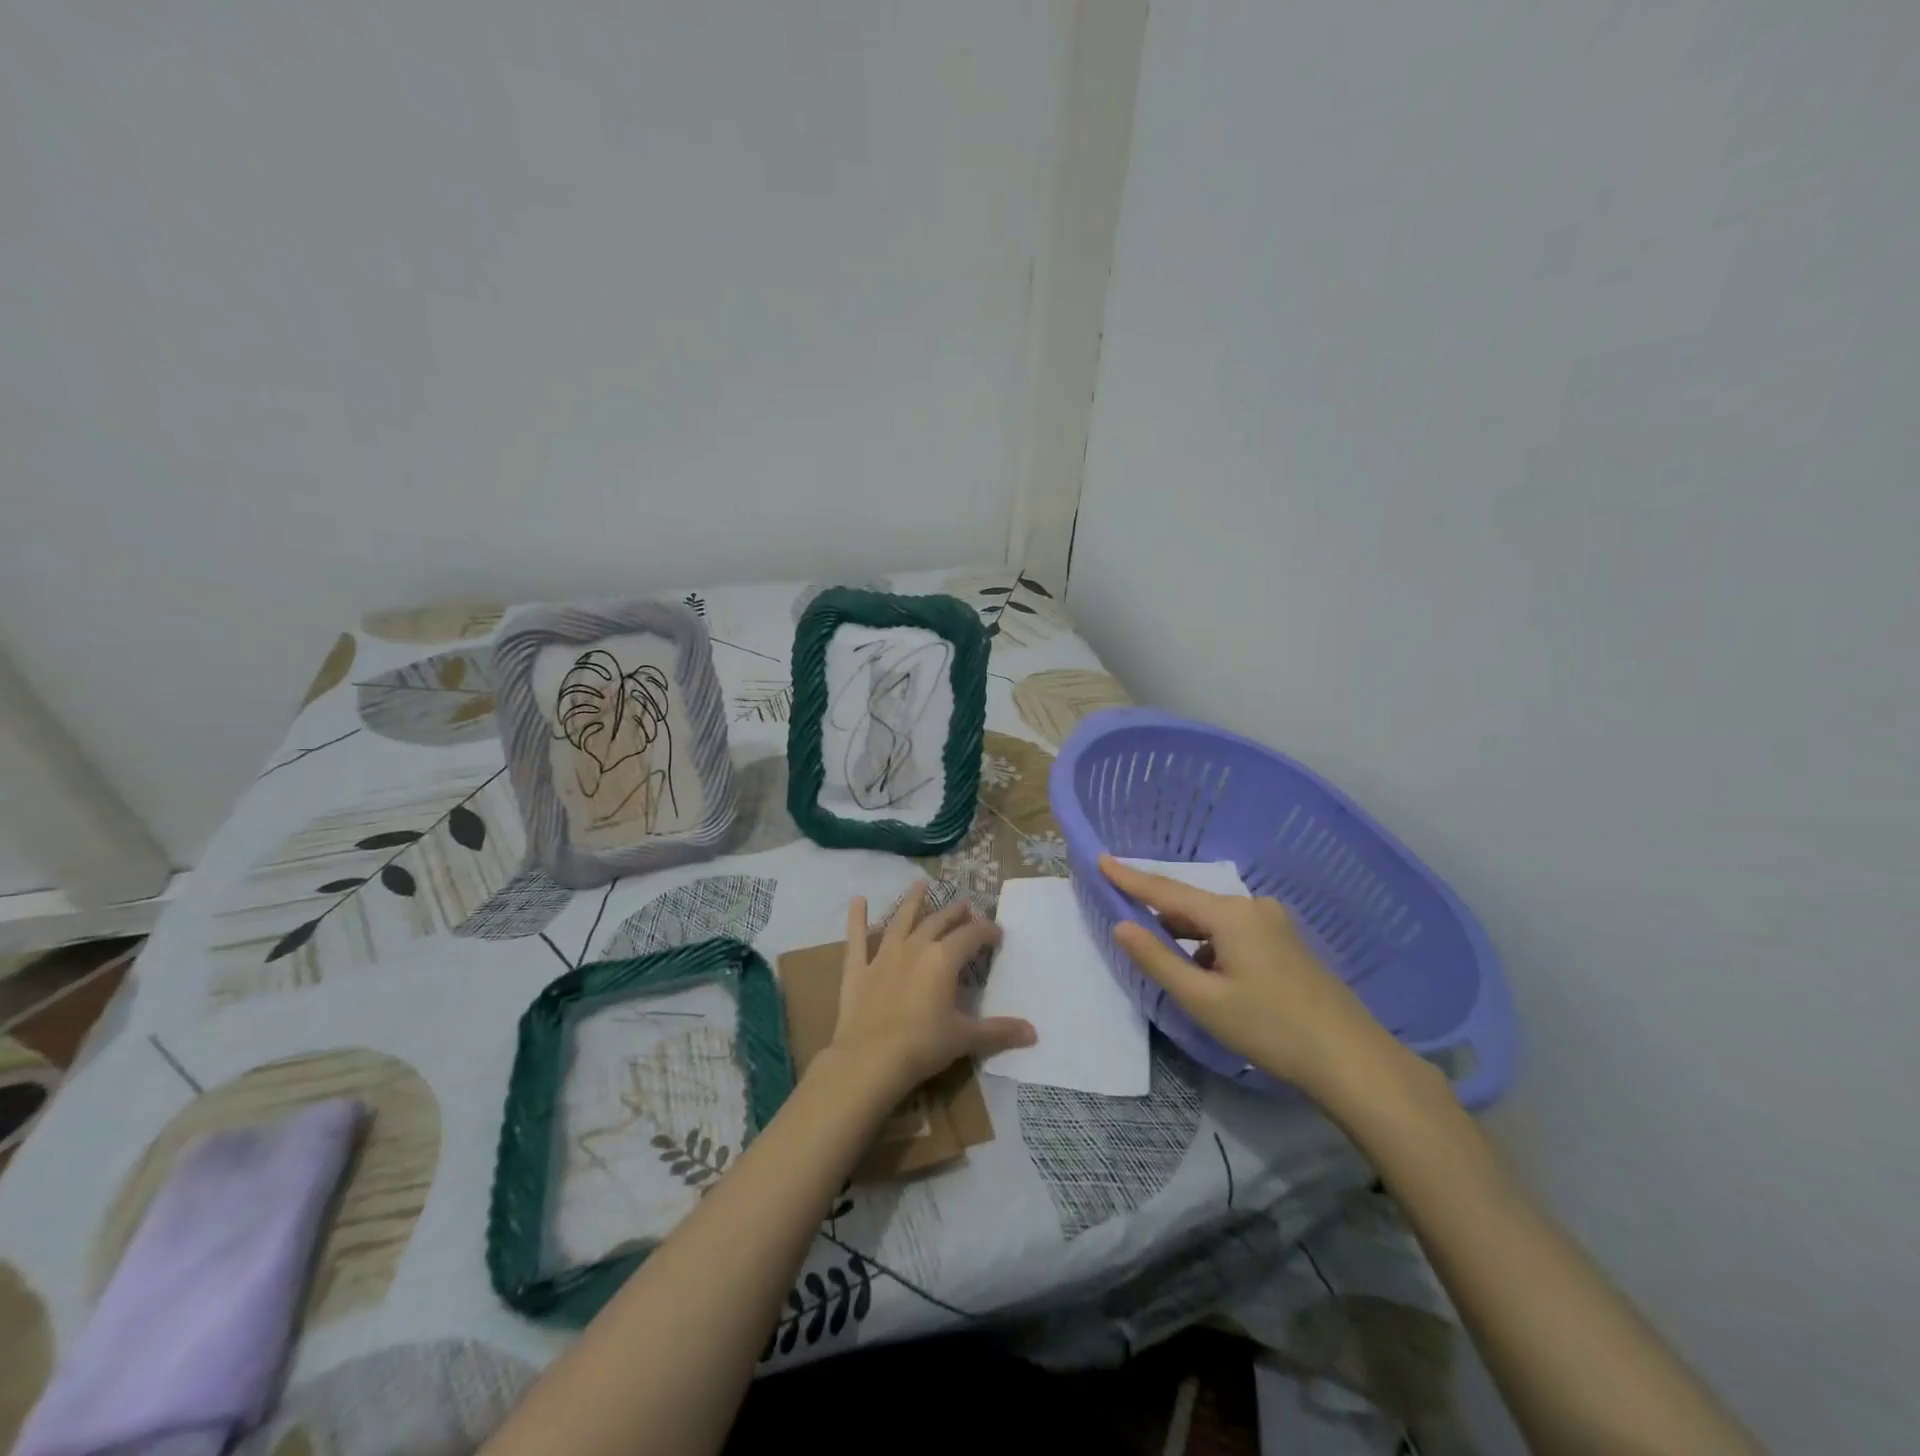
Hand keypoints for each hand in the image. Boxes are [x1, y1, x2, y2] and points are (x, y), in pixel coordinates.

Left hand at [826, 882, 1035, 1104]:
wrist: (869, 1060)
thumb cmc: (923, 1046)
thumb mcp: (965, 1038)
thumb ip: (999, 1031)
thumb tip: (1033, 1033)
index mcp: (943, 959)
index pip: (971, 936)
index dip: (986, 931)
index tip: (997, 934)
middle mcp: (915, 947)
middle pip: (938, 922)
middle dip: (955, 913)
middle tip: (965, 906)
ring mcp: (883, 955)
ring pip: (901, 920)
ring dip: (912, 901)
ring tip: (921, 884)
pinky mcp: (857, 968)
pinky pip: (857, 938)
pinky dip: (857, 918)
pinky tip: (857, 901)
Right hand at [1100, 855, 1402, 1100]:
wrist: (1351, 1060)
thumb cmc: (1269, 1027)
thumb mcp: (1203, 999)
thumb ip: (1157, 959)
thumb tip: (1122, 925)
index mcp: (1230, 914)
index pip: (1167, 891)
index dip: (1131, 878)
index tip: (1101, 860)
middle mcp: (1252, 907)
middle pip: (1191, 905)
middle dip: (1158, 914)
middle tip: (1126, 922)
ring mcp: (1274, 924)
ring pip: (1213, 922)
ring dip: (1186, 936)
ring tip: (1165, 960)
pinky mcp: (1286, 944)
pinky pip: (1234, 934)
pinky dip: (1210, 947)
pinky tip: (1207, 977)